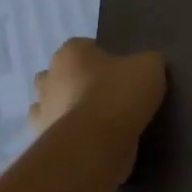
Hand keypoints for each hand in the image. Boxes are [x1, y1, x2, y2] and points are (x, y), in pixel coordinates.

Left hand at [28, 39, 166, 156]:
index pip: (83, 47)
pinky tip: (93, 143)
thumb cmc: (118, 94)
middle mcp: (48, 79)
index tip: (121, 72)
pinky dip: (71, 137)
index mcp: (70, 53)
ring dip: (69, 111)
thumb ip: (148, 61)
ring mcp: (42, 112)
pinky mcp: (44, 142)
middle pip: (60, 76)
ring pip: (54, 106)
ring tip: (100, 123)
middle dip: (76, 83)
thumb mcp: (149, 67)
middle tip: (107, 95)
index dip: (102, 58)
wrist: (95, 144)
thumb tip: (147, 65)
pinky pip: (58, 135)